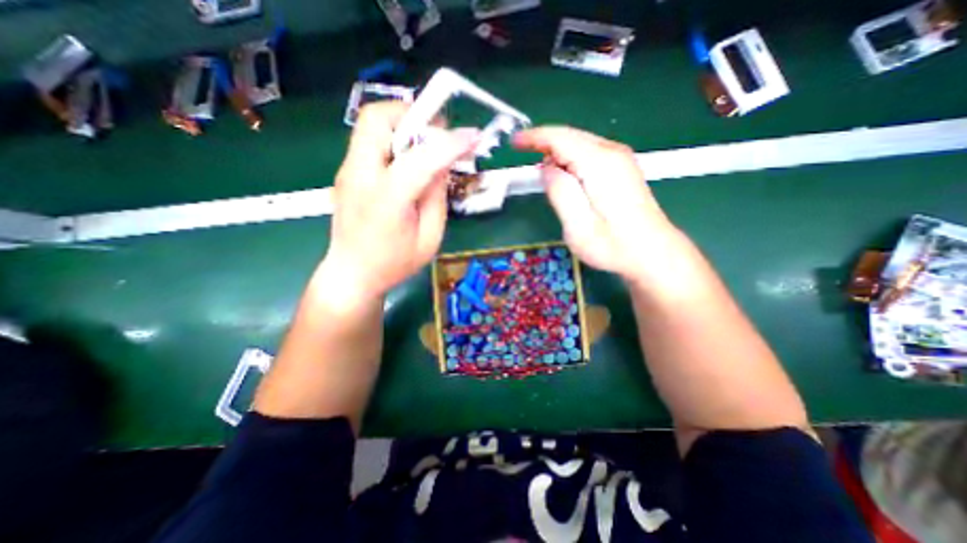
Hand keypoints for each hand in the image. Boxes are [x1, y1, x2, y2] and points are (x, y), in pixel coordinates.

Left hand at [322, 104, 475, 302]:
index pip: (422, 158)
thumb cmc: (394, 264)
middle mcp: (360, 175)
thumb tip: (442, 165)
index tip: (473, 137)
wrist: (351, 275)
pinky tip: (408, 162)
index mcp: (387, 199)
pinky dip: (393, 140)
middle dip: (413, 116)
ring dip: (402, 125)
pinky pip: (369, 141)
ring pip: (370, 124)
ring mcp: (347, 171)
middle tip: (438, 133)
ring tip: (426, 146)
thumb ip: (437, 198)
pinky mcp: (346, 173)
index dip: (451, 143)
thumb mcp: (429, 238)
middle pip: (378, 118)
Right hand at [514, 126, 677, 279]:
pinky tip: (564, 174)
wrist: (651, 252)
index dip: (534, 137)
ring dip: (557, 152)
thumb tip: (547, 168)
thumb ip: (560, 192)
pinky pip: (589, 152)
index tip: (515, 142)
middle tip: (523, 155)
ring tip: (542, 172)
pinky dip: (570, 158)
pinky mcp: (622, 168)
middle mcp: (612, 153)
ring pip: (579, 143)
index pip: (560, 138)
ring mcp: (620, 159)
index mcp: (599, 164)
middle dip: (544, 143)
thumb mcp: (577, 226)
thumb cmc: (612, 246)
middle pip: (570, 136)